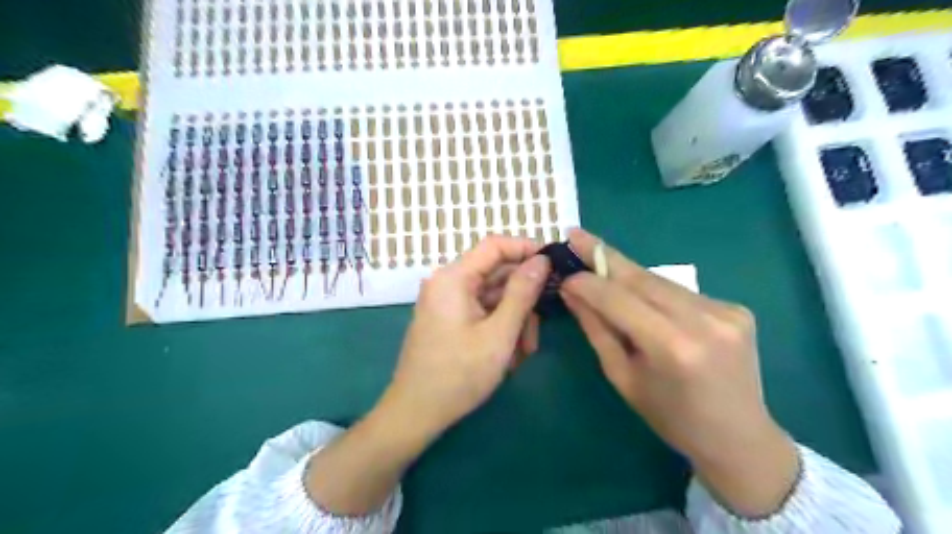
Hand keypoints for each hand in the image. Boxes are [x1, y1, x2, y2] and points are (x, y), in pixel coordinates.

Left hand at [383, 237, 550, 439]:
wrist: (415, 414)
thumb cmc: (458, 375)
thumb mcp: (499, 335)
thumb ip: (522, 293)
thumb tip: (542, 260)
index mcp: (453, 278)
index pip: (494, 245)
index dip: (526, 249)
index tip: (554, 264)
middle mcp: (448, 284)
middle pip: (496, 276)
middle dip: (523, 301)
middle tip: (540, 328)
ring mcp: (447, 303)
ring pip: (493, 298)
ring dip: (514, 321)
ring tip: (523, 353)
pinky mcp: (449, 320)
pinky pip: (482, 313)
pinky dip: (499, 329)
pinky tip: (509, 356)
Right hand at [560, 228, 797, 517]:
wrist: (738, 437)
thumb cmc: (670, 417)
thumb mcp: (622, 376)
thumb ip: (597, 328)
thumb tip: (572, 291)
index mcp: (672, 347)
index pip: (617, 298)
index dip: (587, 281)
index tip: (564, 270)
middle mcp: (703, 320)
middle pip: (640, 277)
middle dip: (604, 256)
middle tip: (576, 235)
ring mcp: (725, 310)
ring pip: (659, 281)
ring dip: (626, 274)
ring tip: (599, 264)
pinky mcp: (736, 308)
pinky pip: (680, 292)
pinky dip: (654, 290)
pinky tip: (641, 297)